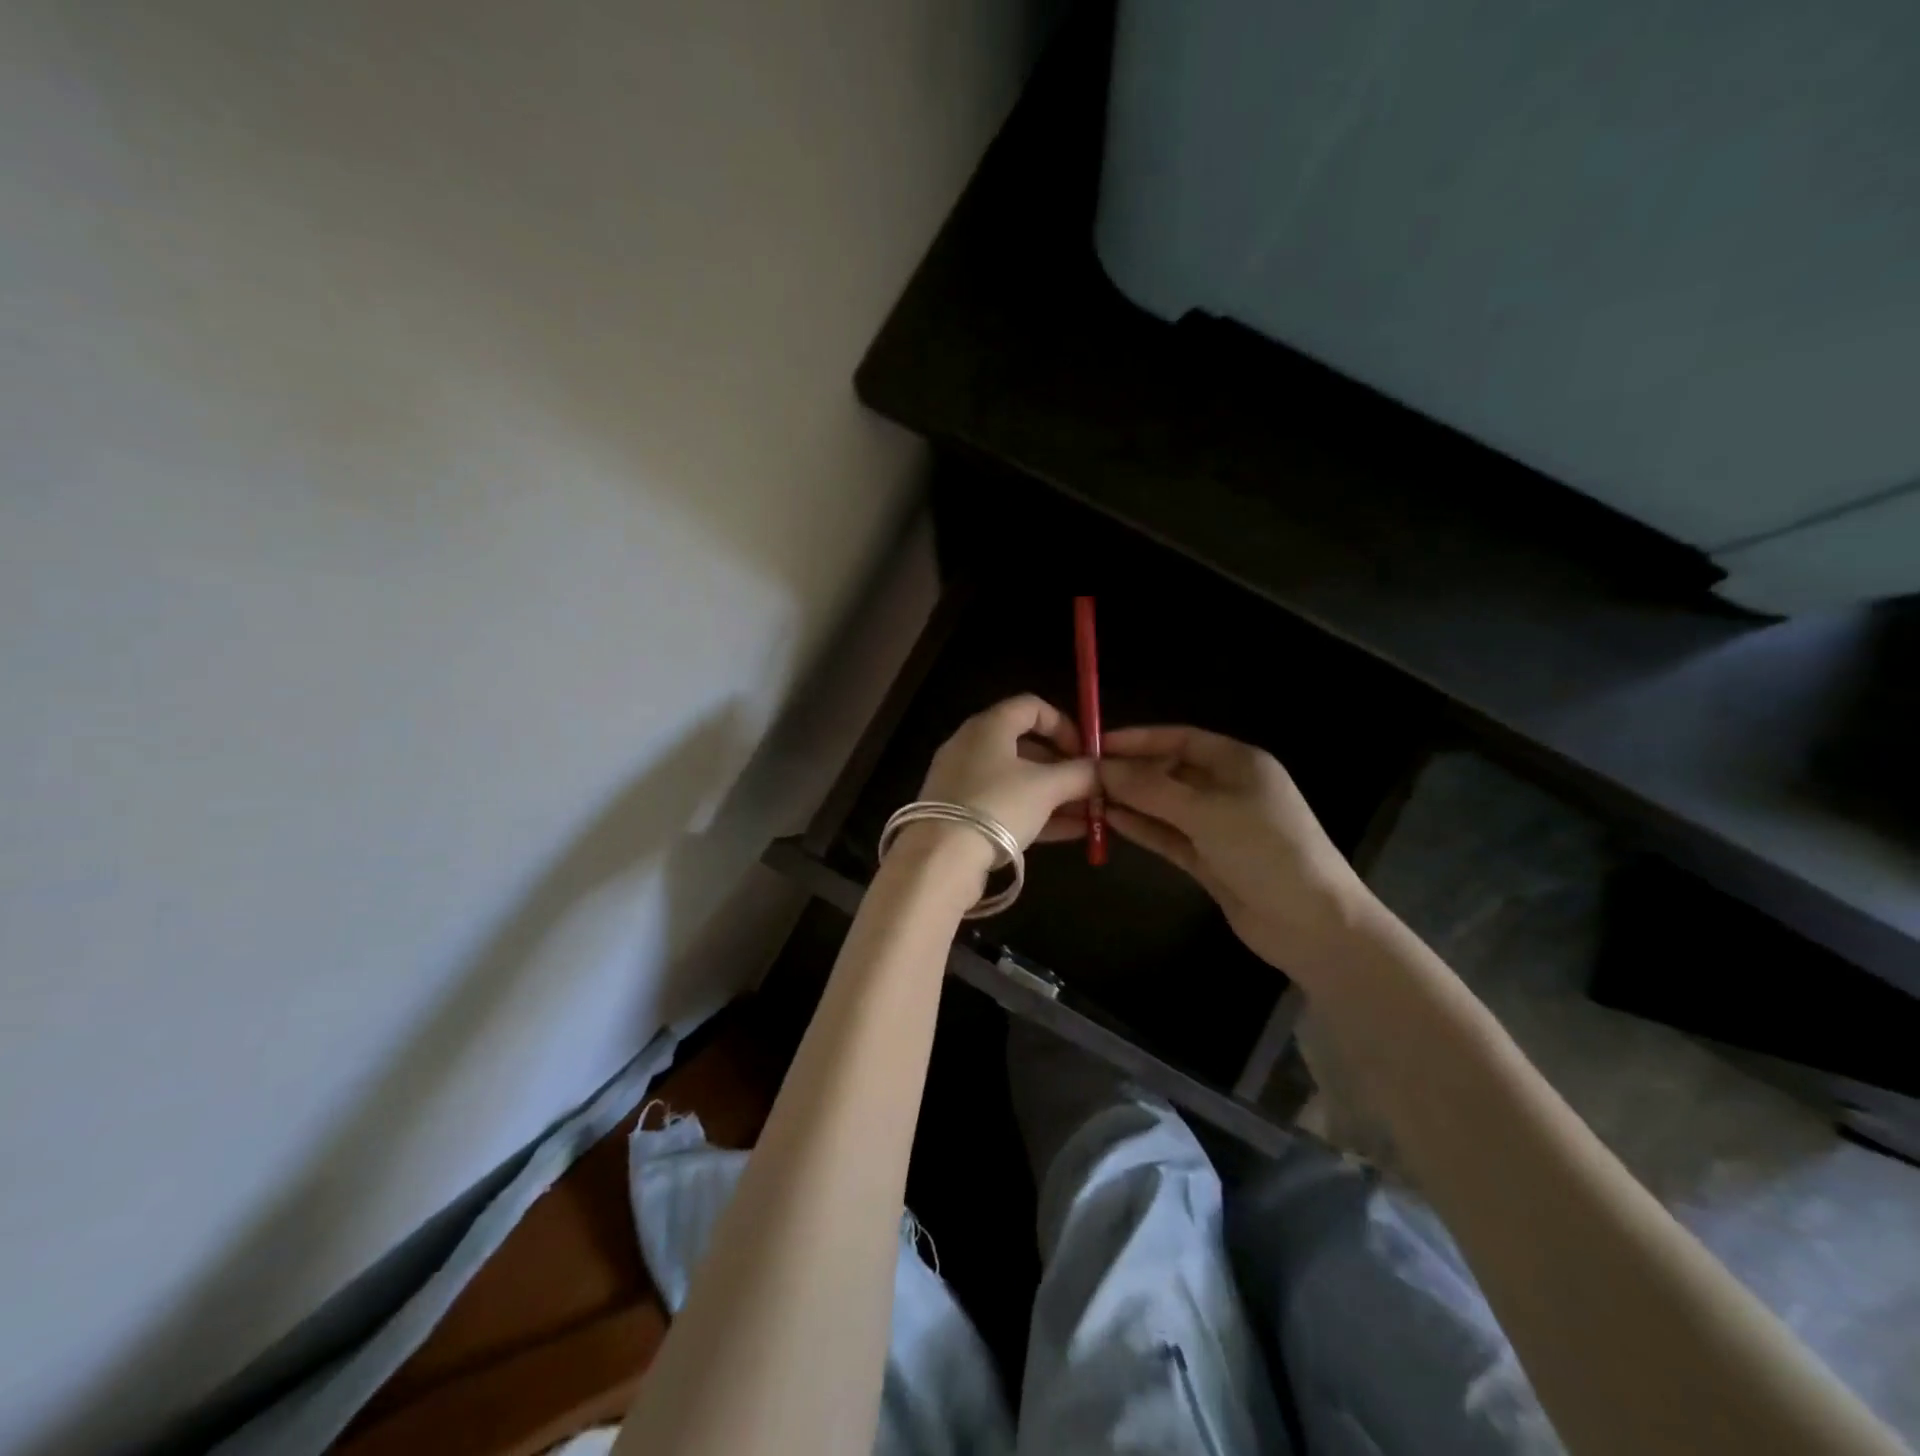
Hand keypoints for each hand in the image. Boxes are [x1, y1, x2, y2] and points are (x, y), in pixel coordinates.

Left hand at [911, 695, 1097, 861]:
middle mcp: (971, 746)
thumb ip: (1079, 775)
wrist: (940, 858)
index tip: (1086, 751)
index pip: (1031, 707)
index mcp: (988, 727)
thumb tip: (1101, 771)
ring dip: (1054, 794)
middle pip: (1025, 746)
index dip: (1064, 724)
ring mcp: (963, 781)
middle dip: (1063, 767)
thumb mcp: (1046, 788)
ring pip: (1017, 780)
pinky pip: (1005, 805)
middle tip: (1090, 787)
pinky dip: (1035, 813)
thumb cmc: (997, 806)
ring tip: (1089, 814)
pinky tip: (1070, 832)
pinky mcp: (960, 814)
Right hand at [1100, 726, 1376, 979]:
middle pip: (1170, 771)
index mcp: (1238, 763)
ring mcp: (1217, 826)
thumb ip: (1151, 789)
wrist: (1312, 924)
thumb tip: (1101, 768)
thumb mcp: (1206, 812)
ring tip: (1086, 798)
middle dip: (1130, 772)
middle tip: (1084, 776)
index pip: (1181, 739)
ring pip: (1165, 805)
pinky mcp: (1208, 859)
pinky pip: (1168, 835)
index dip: (1140, 739)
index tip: (1097, 744)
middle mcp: (1227, 788)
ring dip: (1131, 801)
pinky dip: (1142, 828)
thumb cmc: (1266, 850)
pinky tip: (1109, 822)